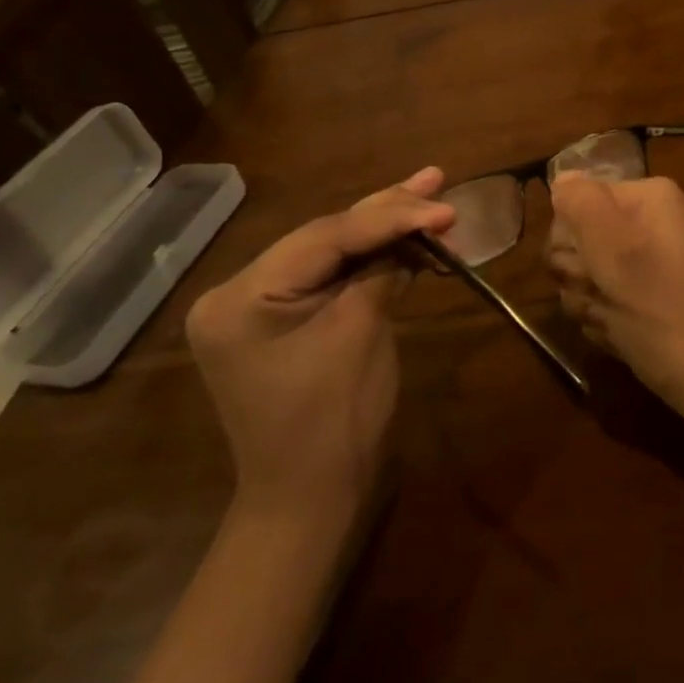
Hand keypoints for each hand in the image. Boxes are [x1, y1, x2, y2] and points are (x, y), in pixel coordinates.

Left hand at [186, 167, 454, 525]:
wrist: (311, 504)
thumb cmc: (332, 424)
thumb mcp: (359, 335)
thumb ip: (382, 272)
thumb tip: (417, 232)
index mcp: (240, 297)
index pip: (326, 238)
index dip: (391, 217)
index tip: (444, 208)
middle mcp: (239, 293)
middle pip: (326, 237)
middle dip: (387, 211)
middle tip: (435, 179)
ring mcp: (260, 307)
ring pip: (331, 252)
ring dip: (384, 228)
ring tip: (429, 192)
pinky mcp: (284, 320)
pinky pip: (331, 277)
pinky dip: (372, 259)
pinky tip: (406, 236)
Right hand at [547, 173, 683, 426]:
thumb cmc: (661, 310)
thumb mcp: (614, 249)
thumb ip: (582, 203)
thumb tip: (562, 179)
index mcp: (651, 197)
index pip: (578, 199)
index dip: (570, 238)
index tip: (585, 269)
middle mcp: (656, 221)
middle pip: (583, 238)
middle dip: (580, 274)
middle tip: (601, 297)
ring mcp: (659, 260)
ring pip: (592, 273)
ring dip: (590, 301)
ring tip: (615, 321)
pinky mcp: (657, 295)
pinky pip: (612, 298)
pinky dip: (609, 319)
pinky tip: (623, 336)